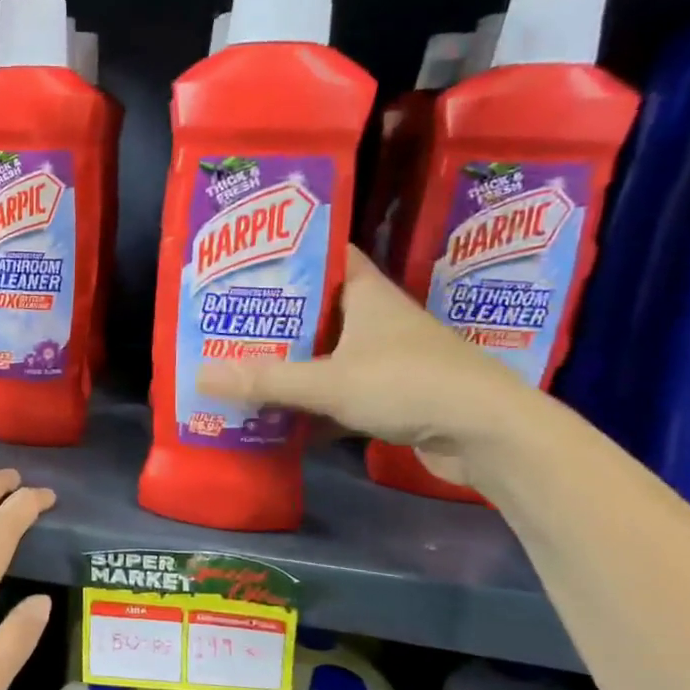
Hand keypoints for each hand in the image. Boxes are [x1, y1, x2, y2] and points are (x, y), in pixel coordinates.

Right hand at [197, 246, 541, 484]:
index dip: (288, 254)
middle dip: (274, 317)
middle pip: (316, 310)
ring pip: (326, 354)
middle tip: (225, 321)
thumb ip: (266, 381)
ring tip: (239, 365)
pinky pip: (338, 392)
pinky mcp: (391, 397)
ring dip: (290, 363)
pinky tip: (277, 417)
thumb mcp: (330, 381)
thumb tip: (200, 376)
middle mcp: (376, 320)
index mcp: (367, 295)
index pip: (327, 256)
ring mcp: (385, 359)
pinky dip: (311, 404)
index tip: (244, 261)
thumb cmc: (410, 384)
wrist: (489, 434)